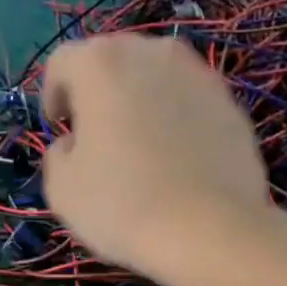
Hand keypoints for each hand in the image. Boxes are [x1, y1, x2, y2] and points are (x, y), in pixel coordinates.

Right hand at [40, 33, 273, 285]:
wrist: (212, 231)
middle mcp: (153, 53)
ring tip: (141, 144)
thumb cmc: (124, 205)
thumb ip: (58, 154)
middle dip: (100, 91)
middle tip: (97, 133)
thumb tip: (75, 145)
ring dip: (143, 102)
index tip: (59, 127)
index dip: (53, 94)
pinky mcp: (232, 105)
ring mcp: (201, 76)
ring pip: (158, 78)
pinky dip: (179, 120)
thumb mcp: (62, 188)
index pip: (63, 63)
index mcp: (102, 63)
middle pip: (115, 61)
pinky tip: (179, 160)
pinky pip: (191, 104)